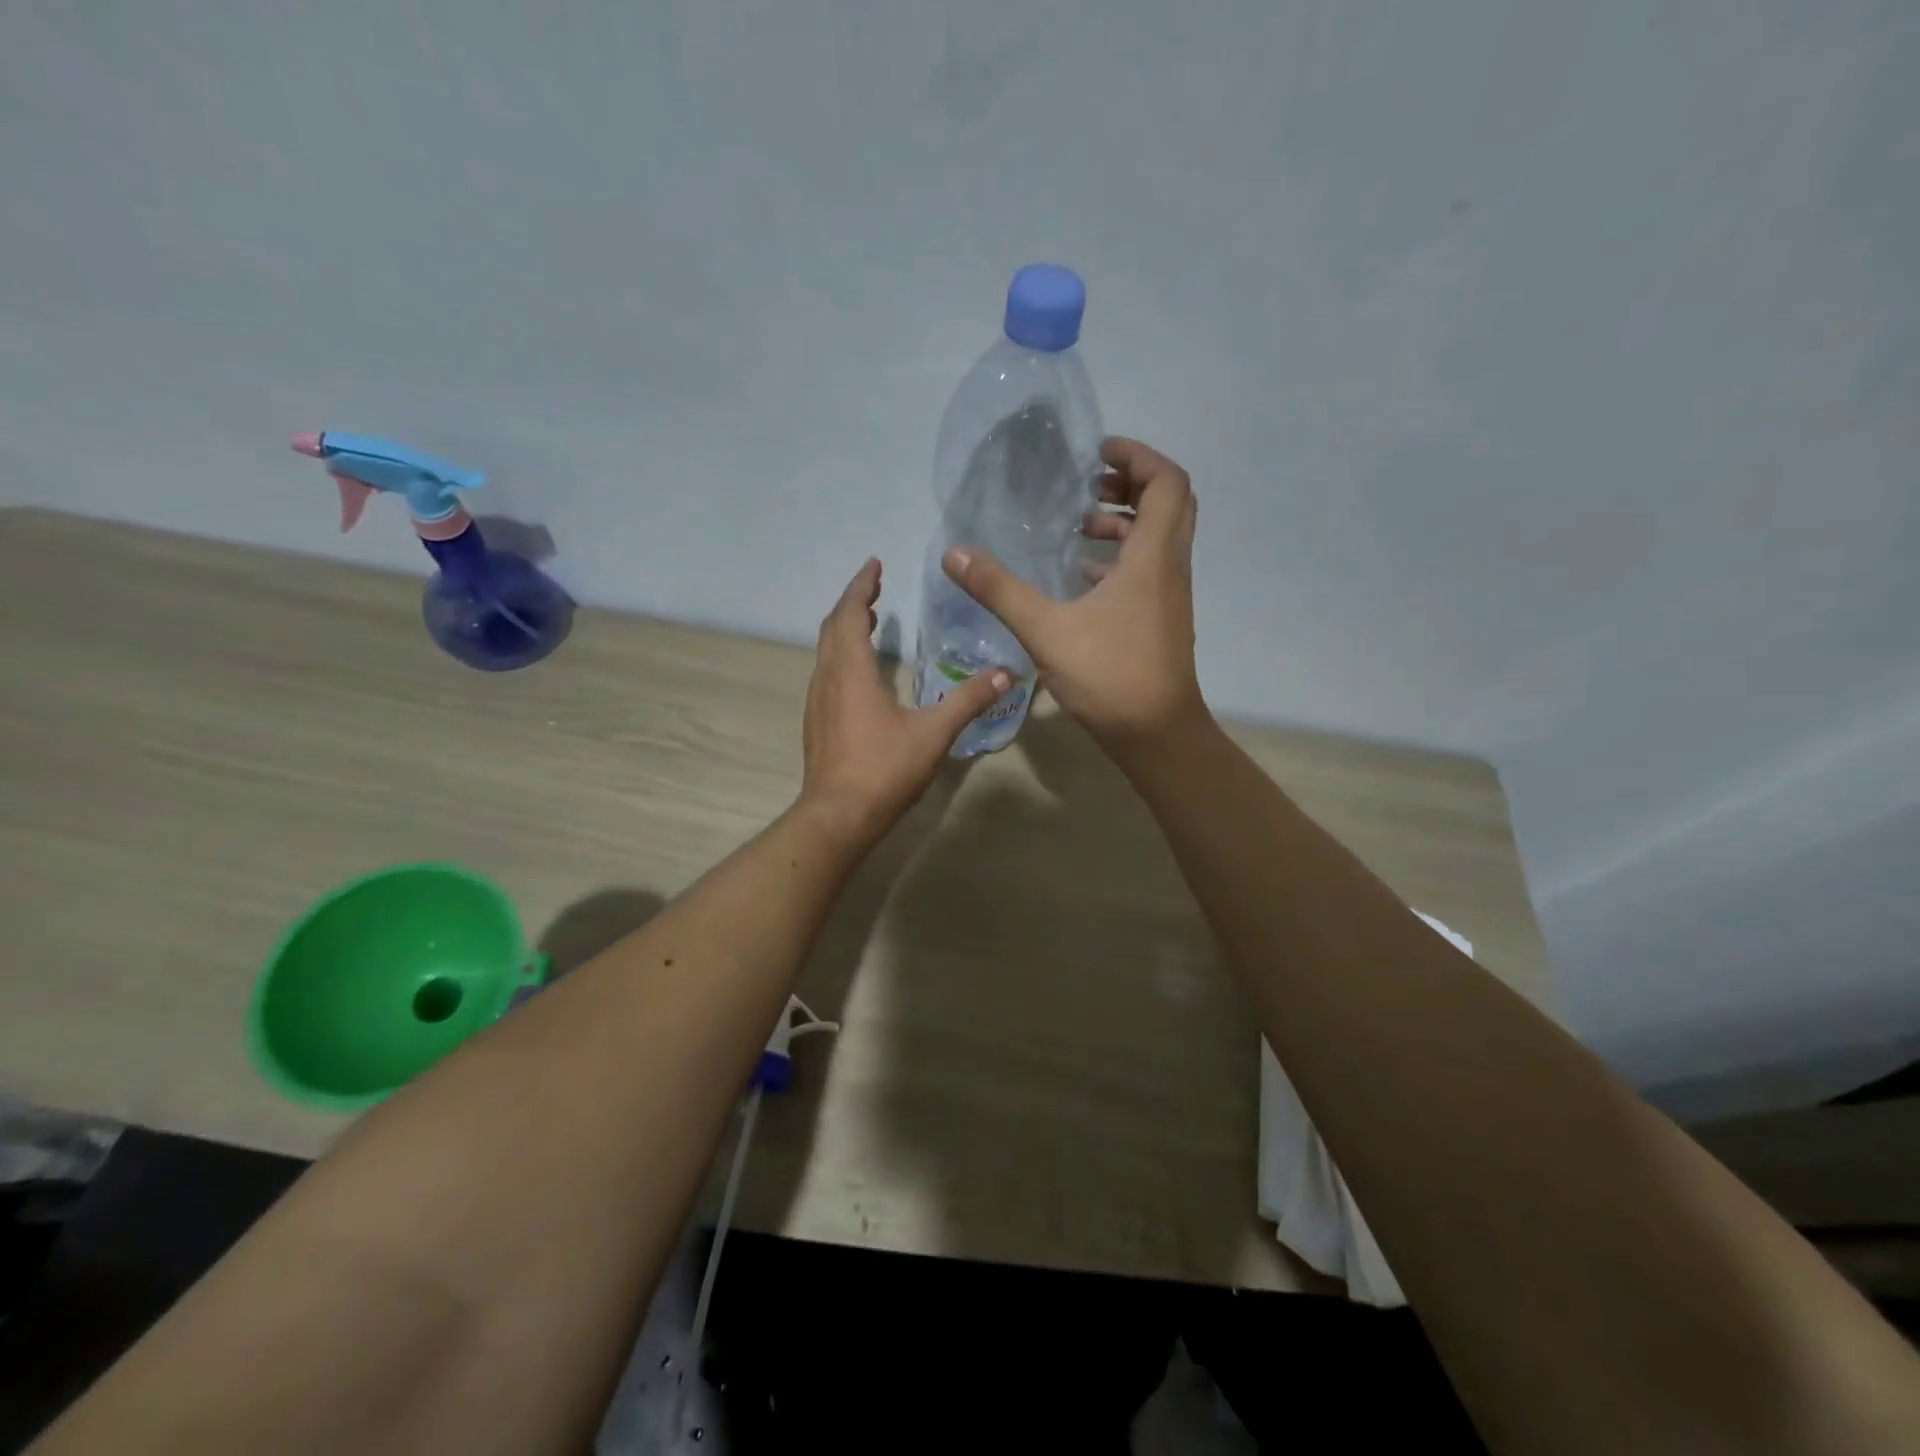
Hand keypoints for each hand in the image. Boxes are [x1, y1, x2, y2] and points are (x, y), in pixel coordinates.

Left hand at [799, 558, 1009, 842]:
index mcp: (851, 671)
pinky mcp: (817, 722)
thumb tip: (1005, 674)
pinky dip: (842, 655)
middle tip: (875, 587)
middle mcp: (828, 678)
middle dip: (854, 602)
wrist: (837, 816)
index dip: (861, 586)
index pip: (850, 614)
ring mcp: (817, 702)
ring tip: (870, 620)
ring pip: (827, 651)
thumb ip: (968, 701)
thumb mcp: (933, 733)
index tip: (874, 564)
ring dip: (846, 629)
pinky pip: (826, 672)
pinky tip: (861, 672)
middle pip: (834, 627)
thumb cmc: (883, 769)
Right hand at [942, 436, 1204, 751]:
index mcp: (1152, 556)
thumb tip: (954, 553)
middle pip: (1168, 503)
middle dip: (1131, 484)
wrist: (1155, 734)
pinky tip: (1080, 578)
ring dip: (1125, 524)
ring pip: (1159, 539)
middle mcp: (1169, 567)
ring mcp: (1169, 595)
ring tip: (1079, 527)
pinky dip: (1121, 560)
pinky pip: (1148, 570)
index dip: (1137, 456)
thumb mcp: (1046, 630)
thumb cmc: (1109, 675)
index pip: (1167, 481)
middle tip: (1089, 484)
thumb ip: (999, 590)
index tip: (1097, 455)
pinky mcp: (1161, 619)